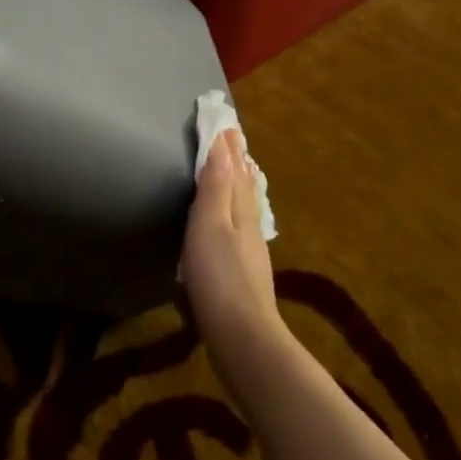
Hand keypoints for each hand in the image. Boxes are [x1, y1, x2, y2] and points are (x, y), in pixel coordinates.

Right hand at [180, 129, 285, 385]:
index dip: (229, 146)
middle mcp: (249, 226)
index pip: (236, 169)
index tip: (226, 122)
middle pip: (244, 185)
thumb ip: (216, 186)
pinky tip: (230, 224)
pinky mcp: (243, 274)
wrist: (241, 337)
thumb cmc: (219, 277)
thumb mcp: (210, 225)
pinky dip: (235, 212)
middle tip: (231, 141)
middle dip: (236, 162)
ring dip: (238, 185)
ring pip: (245, 207)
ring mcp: (249, 252)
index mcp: (241, 210)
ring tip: (234, 172)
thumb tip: (224, 144)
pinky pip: (239, 228)